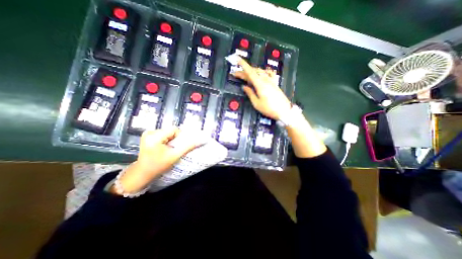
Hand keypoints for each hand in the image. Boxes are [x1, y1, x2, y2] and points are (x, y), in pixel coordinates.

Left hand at [110, 128, 204, 193]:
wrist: (143, 173)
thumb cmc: (158, 165)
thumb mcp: (175, 156)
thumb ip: (188, 147)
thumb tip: (200, 141)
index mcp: (154, 136)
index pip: (174, 130)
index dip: (180, 137)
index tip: (179, 146)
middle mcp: (150, 132)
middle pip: (170, 131)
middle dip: (175, 139)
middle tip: (174, 149)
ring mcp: (147, 133)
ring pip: (167, 132)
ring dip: (171, 139)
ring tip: (169, 149)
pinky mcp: (147, 136)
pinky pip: (162, 134)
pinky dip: (166, 140)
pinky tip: (164, 147)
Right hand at [233, 59, 289, 119]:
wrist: (284, 111)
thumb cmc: (269, 109)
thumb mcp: (257, 103)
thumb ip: (250, 94)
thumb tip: (244, 87)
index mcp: (260, 84)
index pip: (250, 72)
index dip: (243, 65)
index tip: (237, 59)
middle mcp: (265, 80)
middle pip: (253, 72)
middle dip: (244, 72)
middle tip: (236, 74)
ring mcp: (271, 80)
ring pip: (260, 72)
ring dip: (251, 72)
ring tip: (245, 75)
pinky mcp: (275, 83)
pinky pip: (268, 73)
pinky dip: (263, 72)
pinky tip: (262, 72)